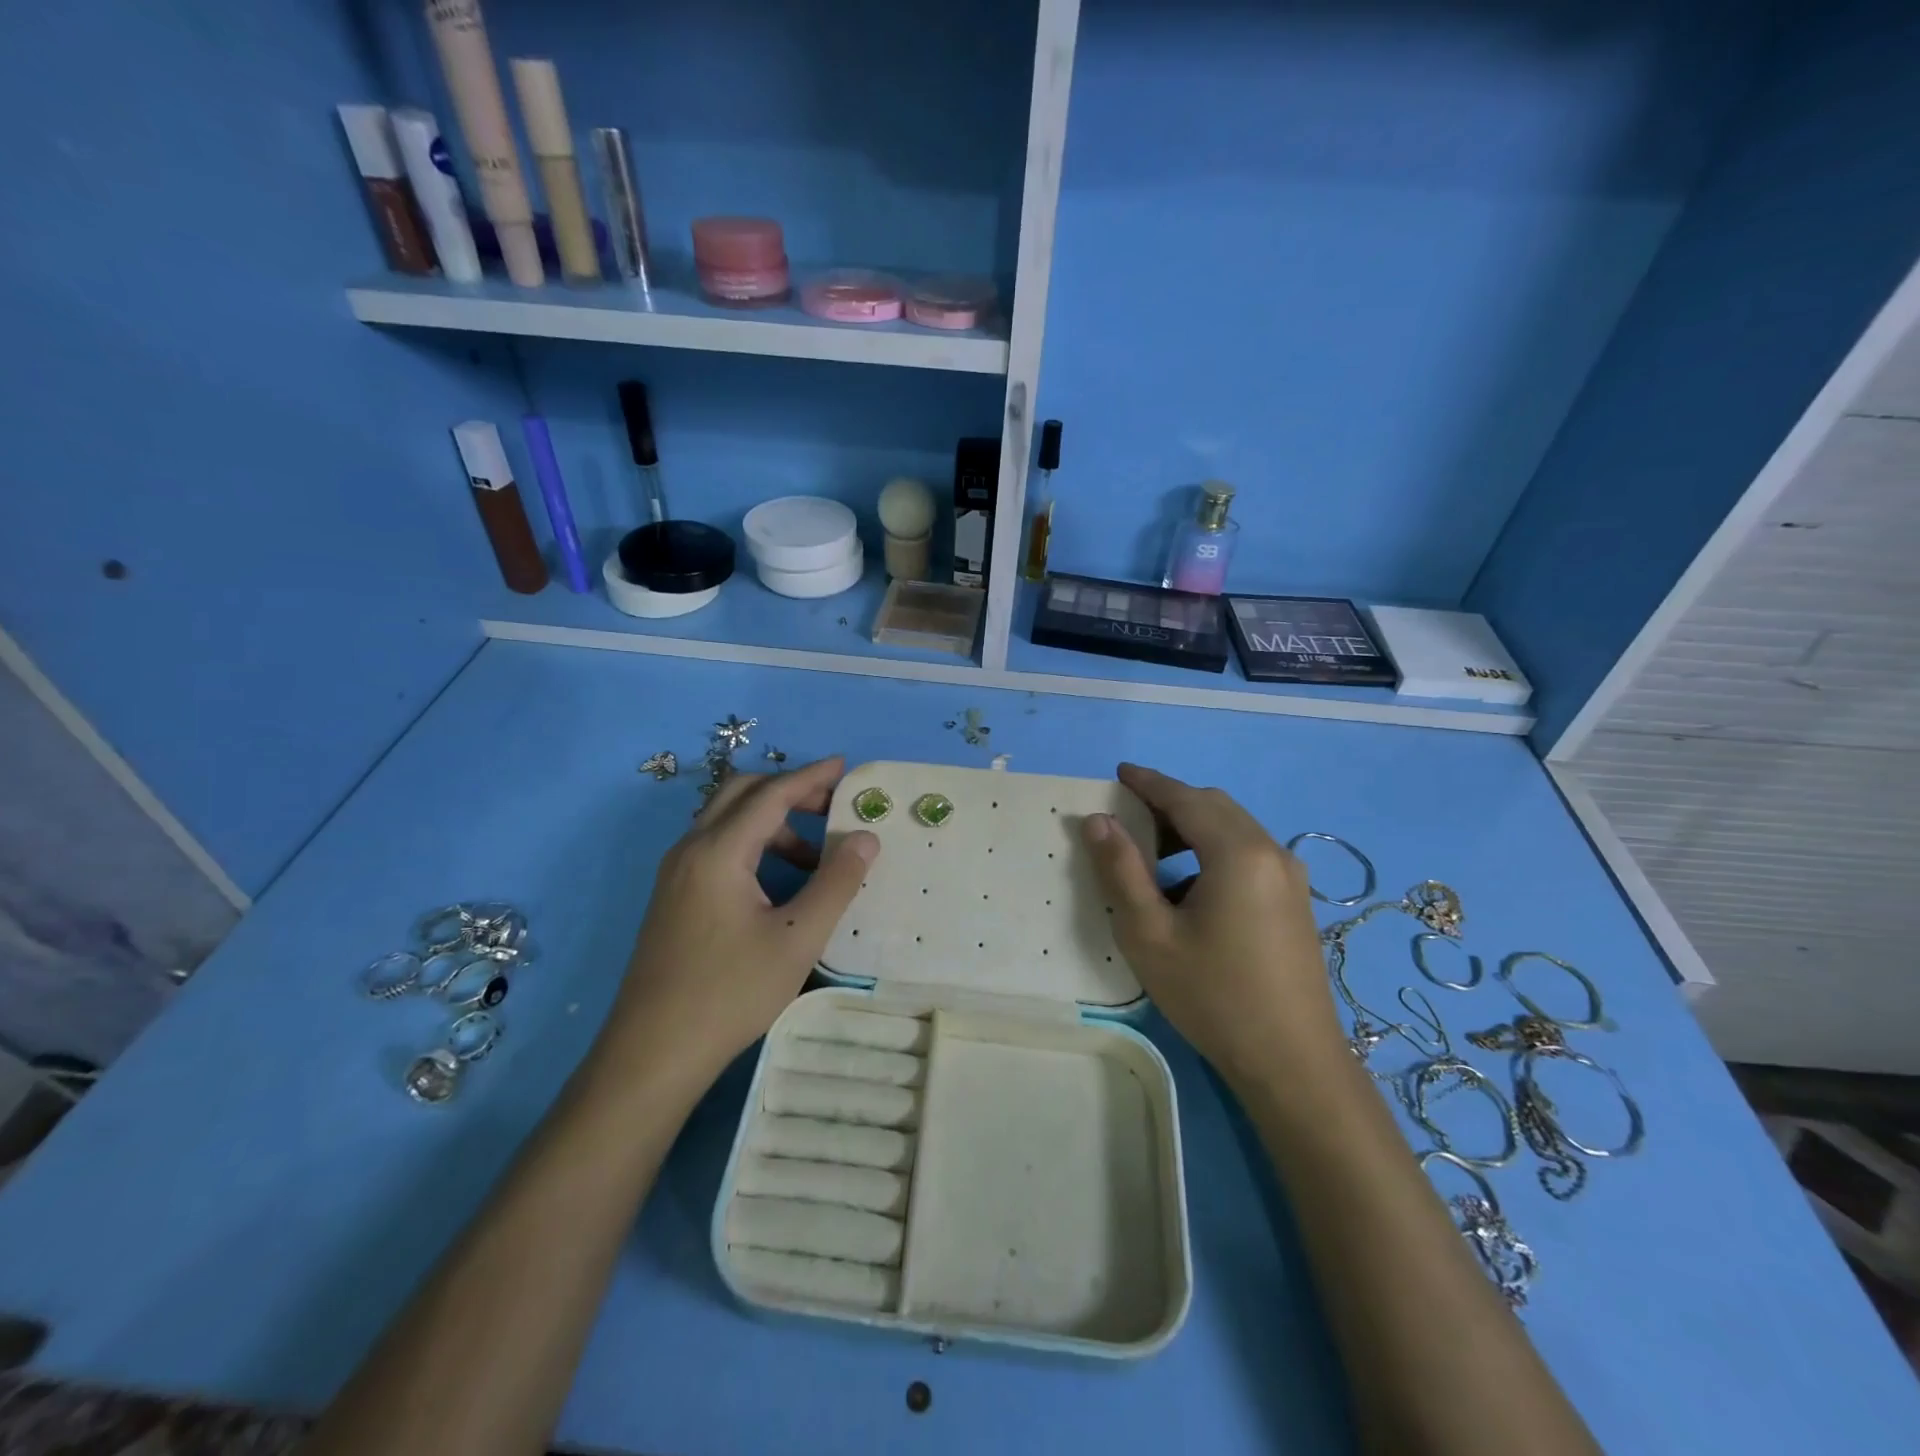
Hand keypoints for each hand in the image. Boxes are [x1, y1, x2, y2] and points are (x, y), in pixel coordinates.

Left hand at [605, 756, 878, 1086]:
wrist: (652, 1053)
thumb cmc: (730, 992)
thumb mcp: (797, 938)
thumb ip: (836, 882)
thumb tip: (866, 838)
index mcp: (718, 851)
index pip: (771, 794)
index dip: (811, 777)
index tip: (846, 767)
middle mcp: (690, 850)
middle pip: (742, 794)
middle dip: (789, 791)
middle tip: (832, 805)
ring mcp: (676, 874)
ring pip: (727, 821)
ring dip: (772, 822)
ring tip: (815, 858)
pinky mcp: (673, 897)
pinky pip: (716, 848)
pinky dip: (752, 845)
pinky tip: (777, 883)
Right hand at [1082, 763, 1342, 1085]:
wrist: (1292, 1063)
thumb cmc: (1213, 996)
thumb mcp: (1150, 934)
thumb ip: (1121, 870)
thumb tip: (1098, 822)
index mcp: (1238, 852)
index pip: (1186, 798)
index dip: (1149, 783)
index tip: (1119, 773)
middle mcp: (1272, 851)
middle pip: (1214, 806)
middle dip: (1170, 802)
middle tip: (1128, 816)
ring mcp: (1290, 877)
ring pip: (1234, 829)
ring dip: (1193, 827)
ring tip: (1153, 853)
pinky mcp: (1295, 901)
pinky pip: (1249, 853)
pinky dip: (1214, 849)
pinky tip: (1190, 887)